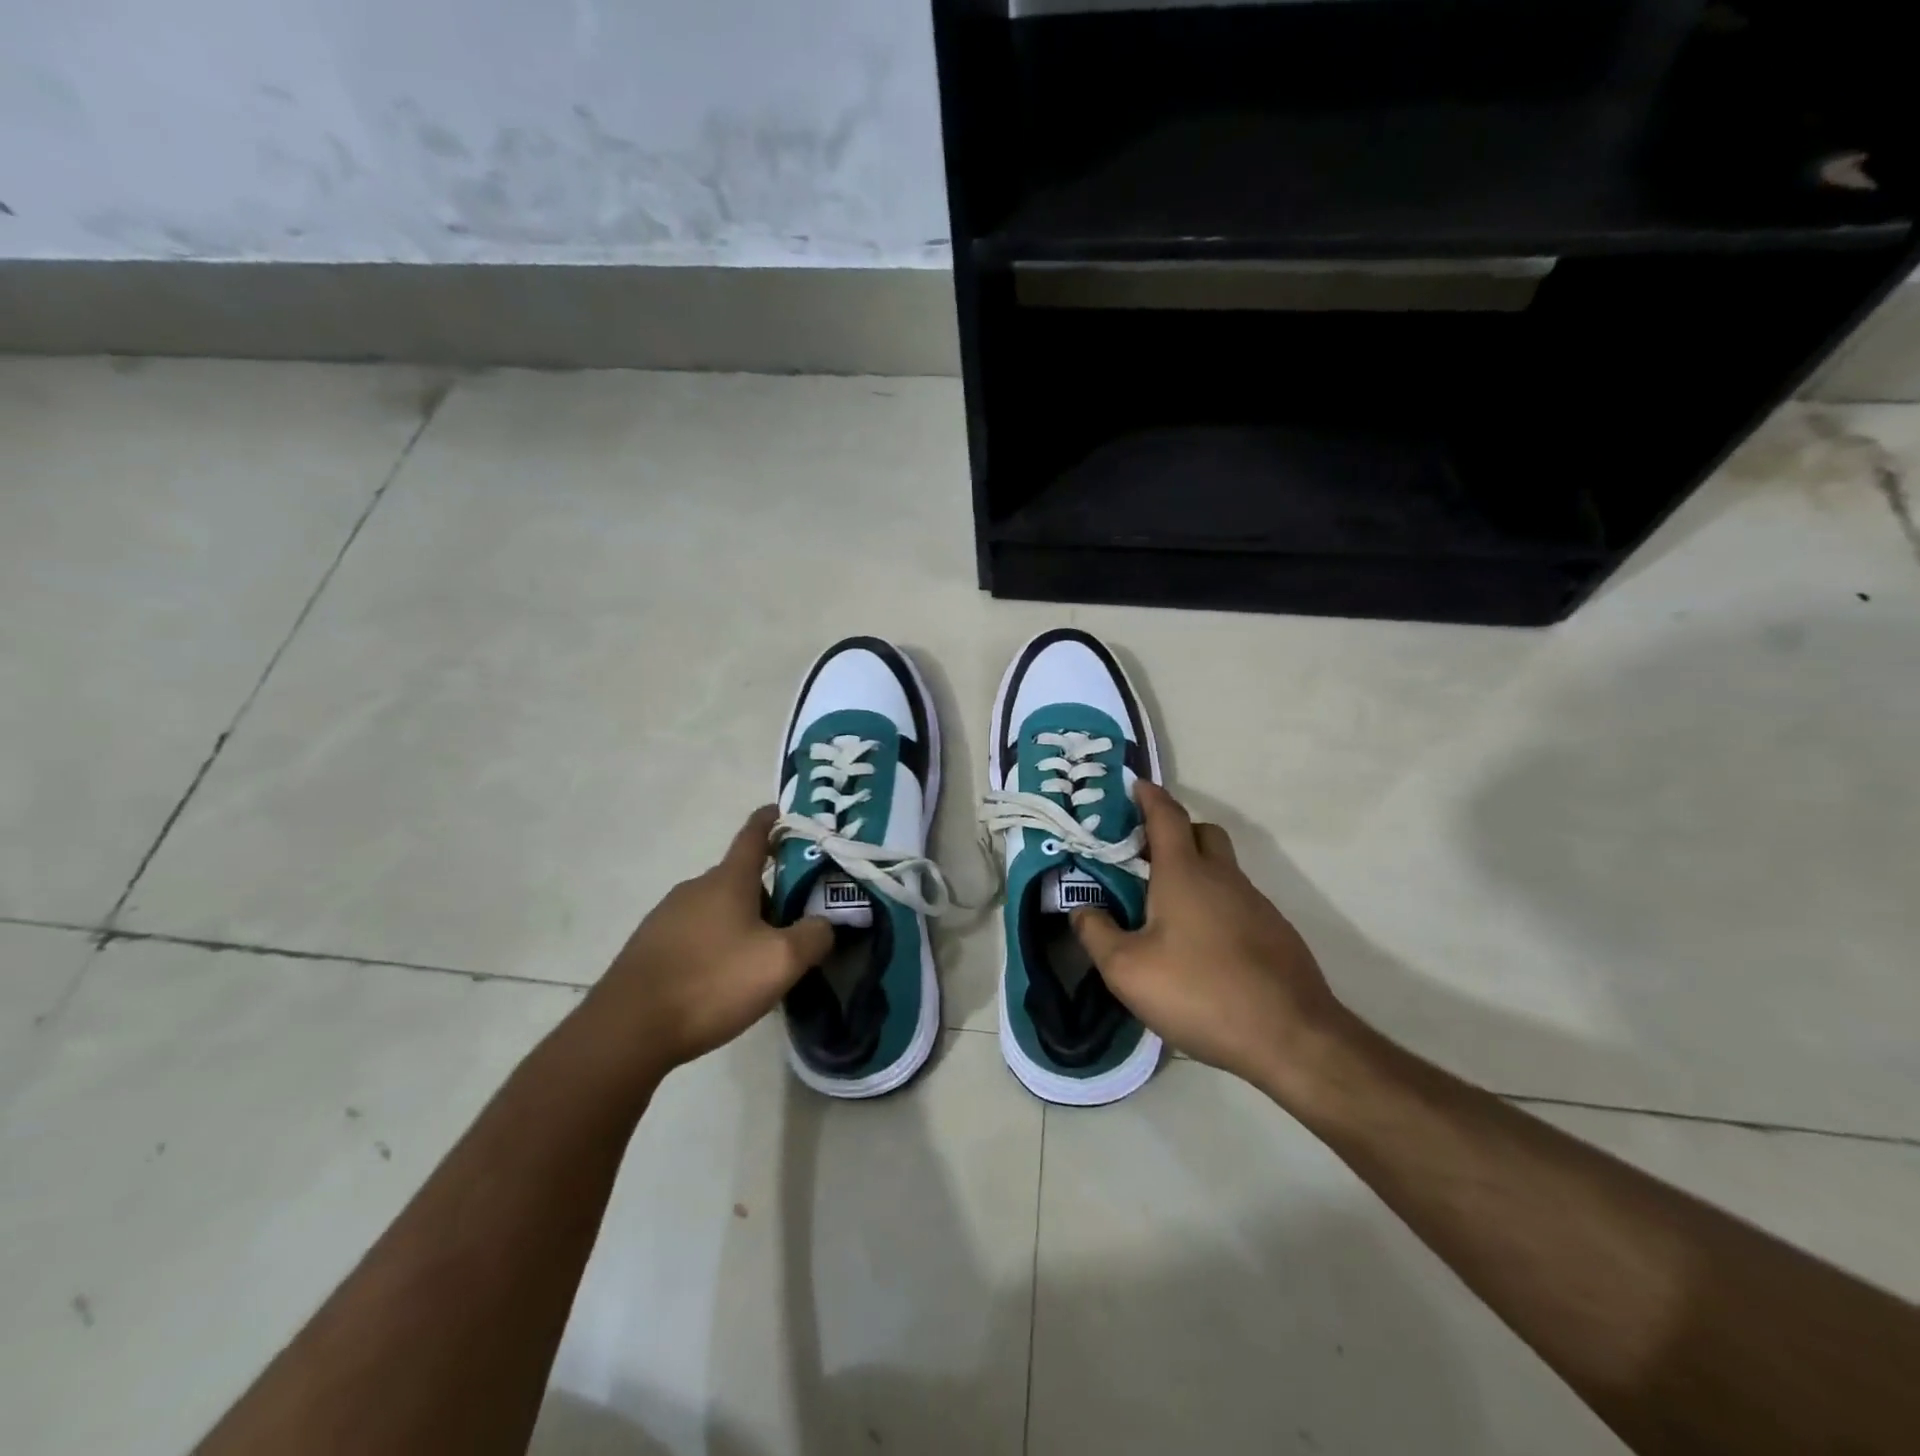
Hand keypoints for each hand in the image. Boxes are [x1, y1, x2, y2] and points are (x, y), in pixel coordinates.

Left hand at [580, 806, 830, 1082]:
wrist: (628, 1029)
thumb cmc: (712, 981)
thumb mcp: (781, 962)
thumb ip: (814, 936)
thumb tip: (824, 924)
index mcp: (728, 880)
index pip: (754, 834)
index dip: (773, 820)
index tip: (786, 812)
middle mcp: (695, 888)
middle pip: (740, 878)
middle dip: (770, 890)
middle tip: (798, 917)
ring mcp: (667, 916)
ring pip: (718, 908)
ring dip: (743, 921)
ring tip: (763, 957)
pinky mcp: (650, 947)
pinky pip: (696, 934)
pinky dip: (717, 944)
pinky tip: (724, 979)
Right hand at [1071, 783, 1351, 1099]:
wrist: (1291, 1038)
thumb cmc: (1200, 992)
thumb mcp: (1127, 970)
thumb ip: (1096, 933)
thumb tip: (1081, 910)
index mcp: (1185, 873)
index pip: (1166, 815)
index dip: (1148, 796)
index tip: (1134, 785)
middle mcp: (1223, 877)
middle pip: (1202, 833)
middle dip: (1175, 832)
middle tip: (1144, 856)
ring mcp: (1255, 904)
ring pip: (1222, 869)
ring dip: (1195, 872)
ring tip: (1164, 910)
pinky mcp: (1275, 933)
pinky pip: (1237, 901)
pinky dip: (1214, 905)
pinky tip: (1200, 947)